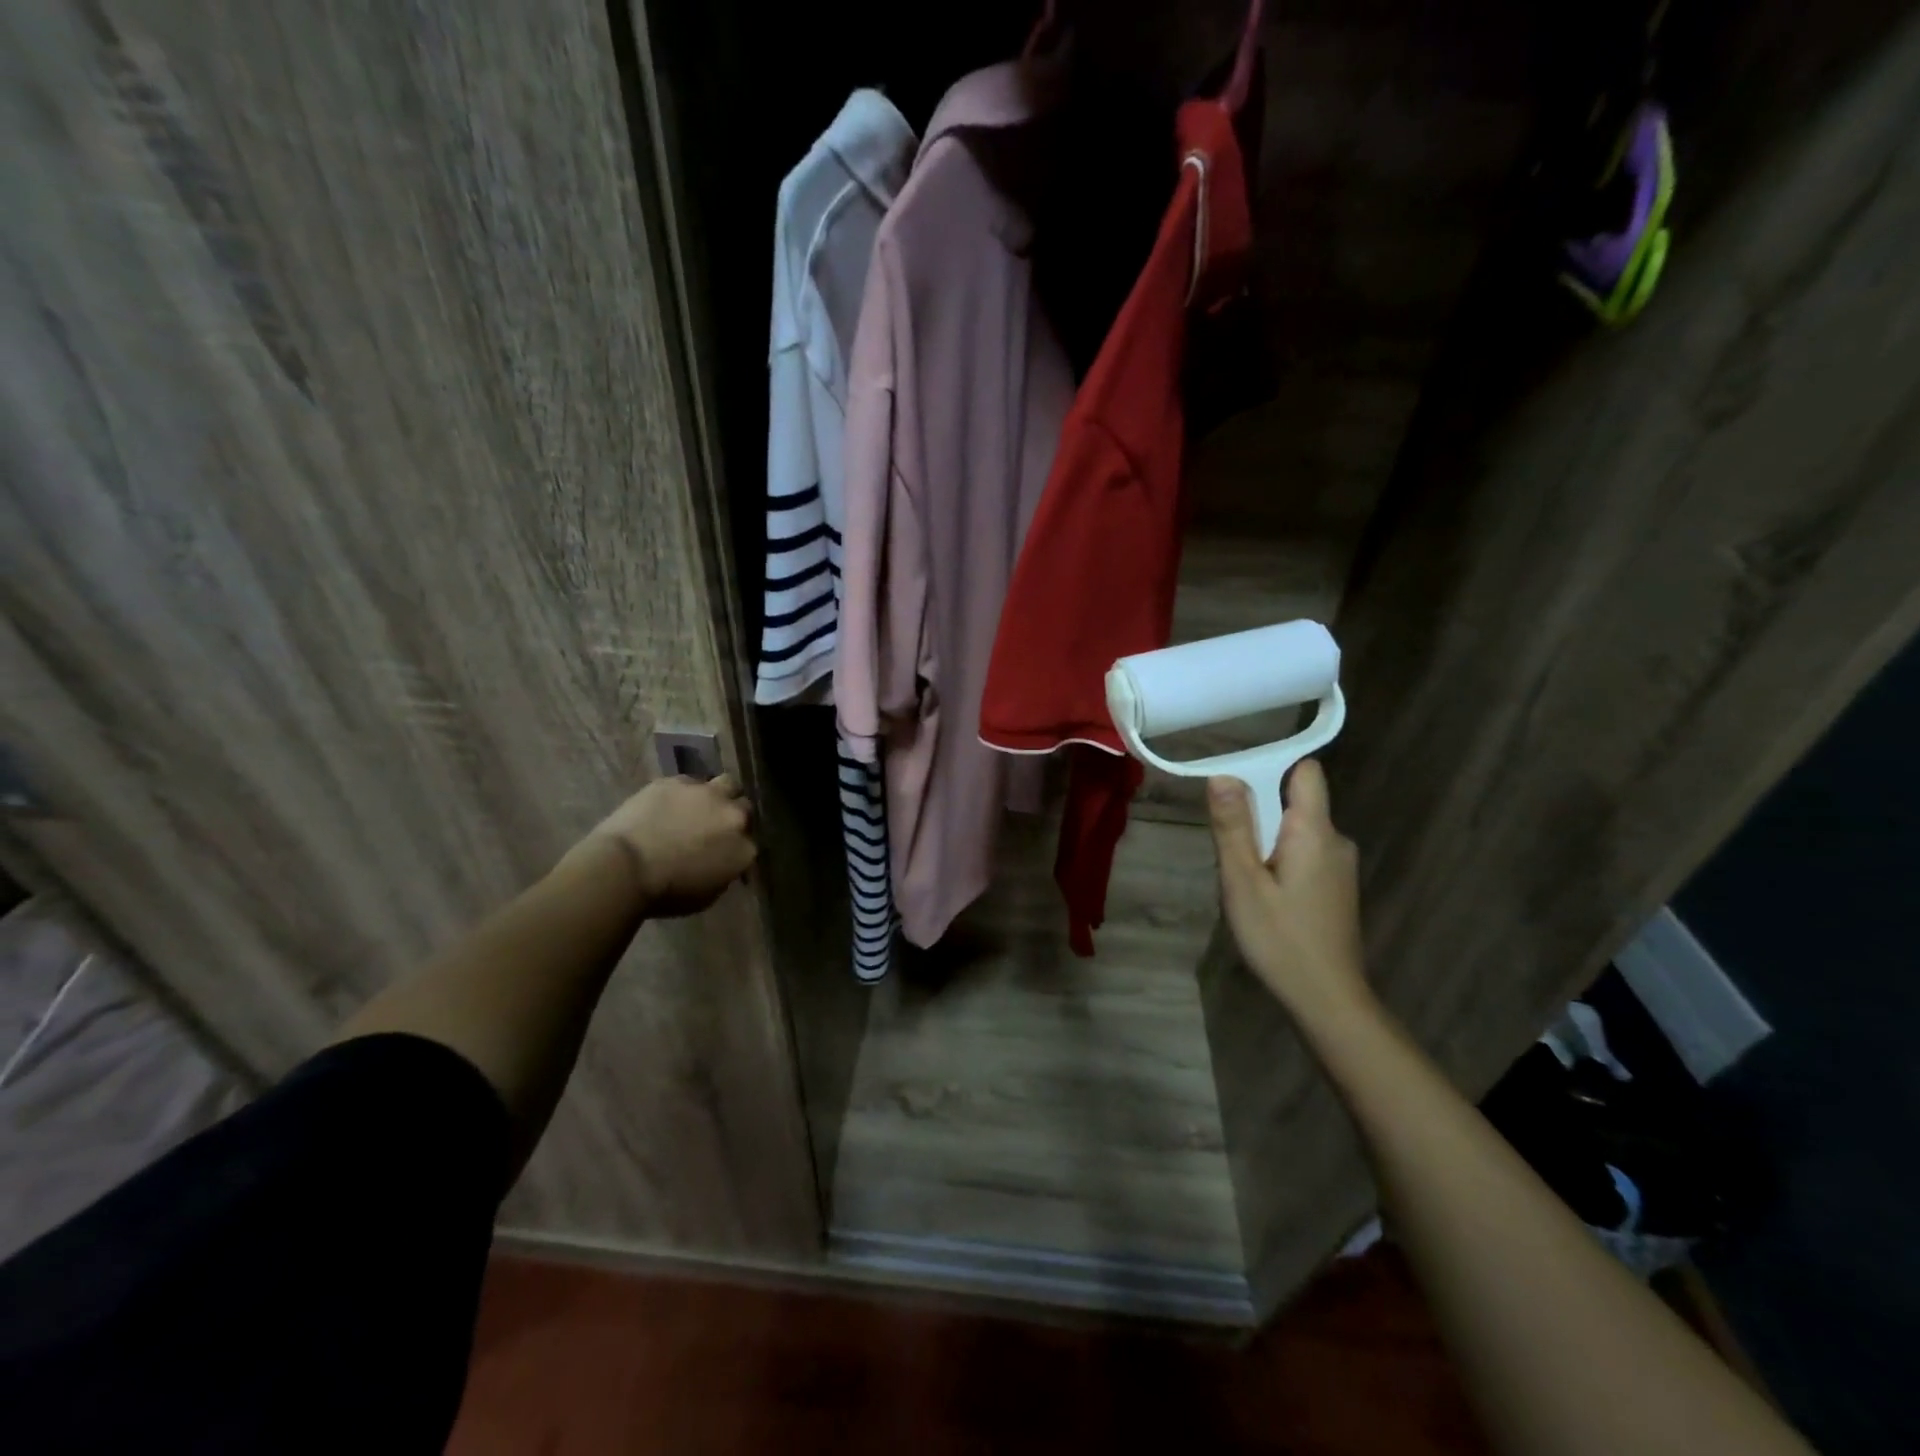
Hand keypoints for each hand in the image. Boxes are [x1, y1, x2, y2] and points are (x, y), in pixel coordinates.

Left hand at [579, 774, 756, 917]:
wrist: (624, 868)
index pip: (752, 843)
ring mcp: (707, 794)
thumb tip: (721, 862)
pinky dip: (686, 792)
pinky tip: (671, 803)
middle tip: (716, 827)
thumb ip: (723, 873)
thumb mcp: (706, 895)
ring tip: (702, 805)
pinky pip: (690, 782)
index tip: (725, 853)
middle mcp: (733, 816)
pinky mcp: (677, 782)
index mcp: (744, 849)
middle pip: (745, 808)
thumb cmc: (665, 893)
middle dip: (734, 816)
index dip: (738, 847)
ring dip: (720, 794)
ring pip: (727, 783)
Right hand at [1208, 760, 1372, 1026]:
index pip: (1306, 772)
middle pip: (1294, 803)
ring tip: (1242, 880)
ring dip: (1265, 842)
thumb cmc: (1280, 938)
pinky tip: (1263, 897)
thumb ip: (1233, 826)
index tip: (1235, 789)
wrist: (1327, 999)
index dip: (1271, 769)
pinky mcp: (1336, 888)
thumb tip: (1222, 775)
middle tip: (1229, 852)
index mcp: (1315, 832)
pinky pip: (1303, 854)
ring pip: (1296, 832)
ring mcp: (1340, 866)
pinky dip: (1279, 861)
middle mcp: (1336, 840)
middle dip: (1257, 814)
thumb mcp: (1243, 881)